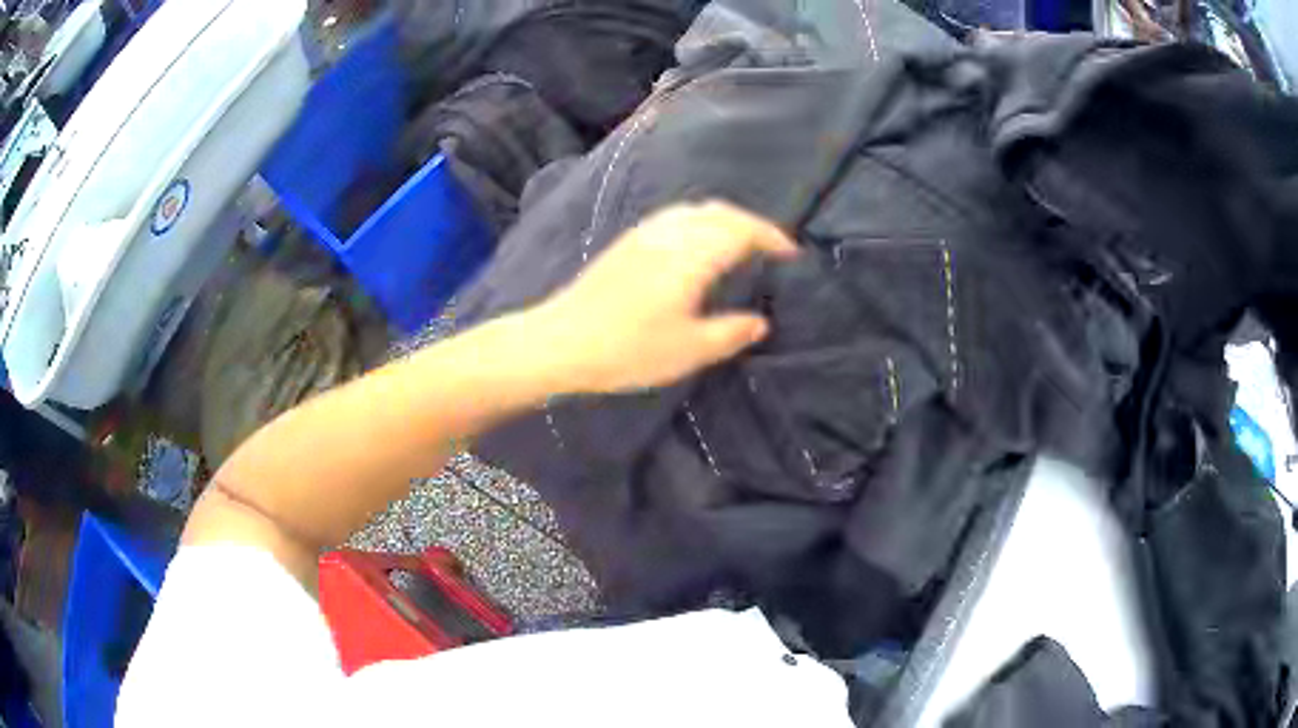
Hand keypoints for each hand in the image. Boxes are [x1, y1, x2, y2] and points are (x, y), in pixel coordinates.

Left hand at [532, 201, 797, 393]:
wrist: (561, 341)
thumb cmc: (628, 348)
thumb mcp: (689, 349)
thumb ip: (731, 332)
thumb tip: (760, 322)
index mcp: (693, 254)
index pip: (742, 230)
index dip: (772, 238)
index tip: (791, 255)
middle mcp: (671, 233)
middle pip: (721, 212)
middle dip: (752, 225)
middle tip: (770, 250)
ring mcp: (645, 233)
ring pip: (695, 211)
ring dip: (724, 220)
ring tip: (739, 246)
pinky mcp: (626, 242)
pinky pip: (674, 218)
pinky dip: (698, 223)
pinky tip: (696, 247)